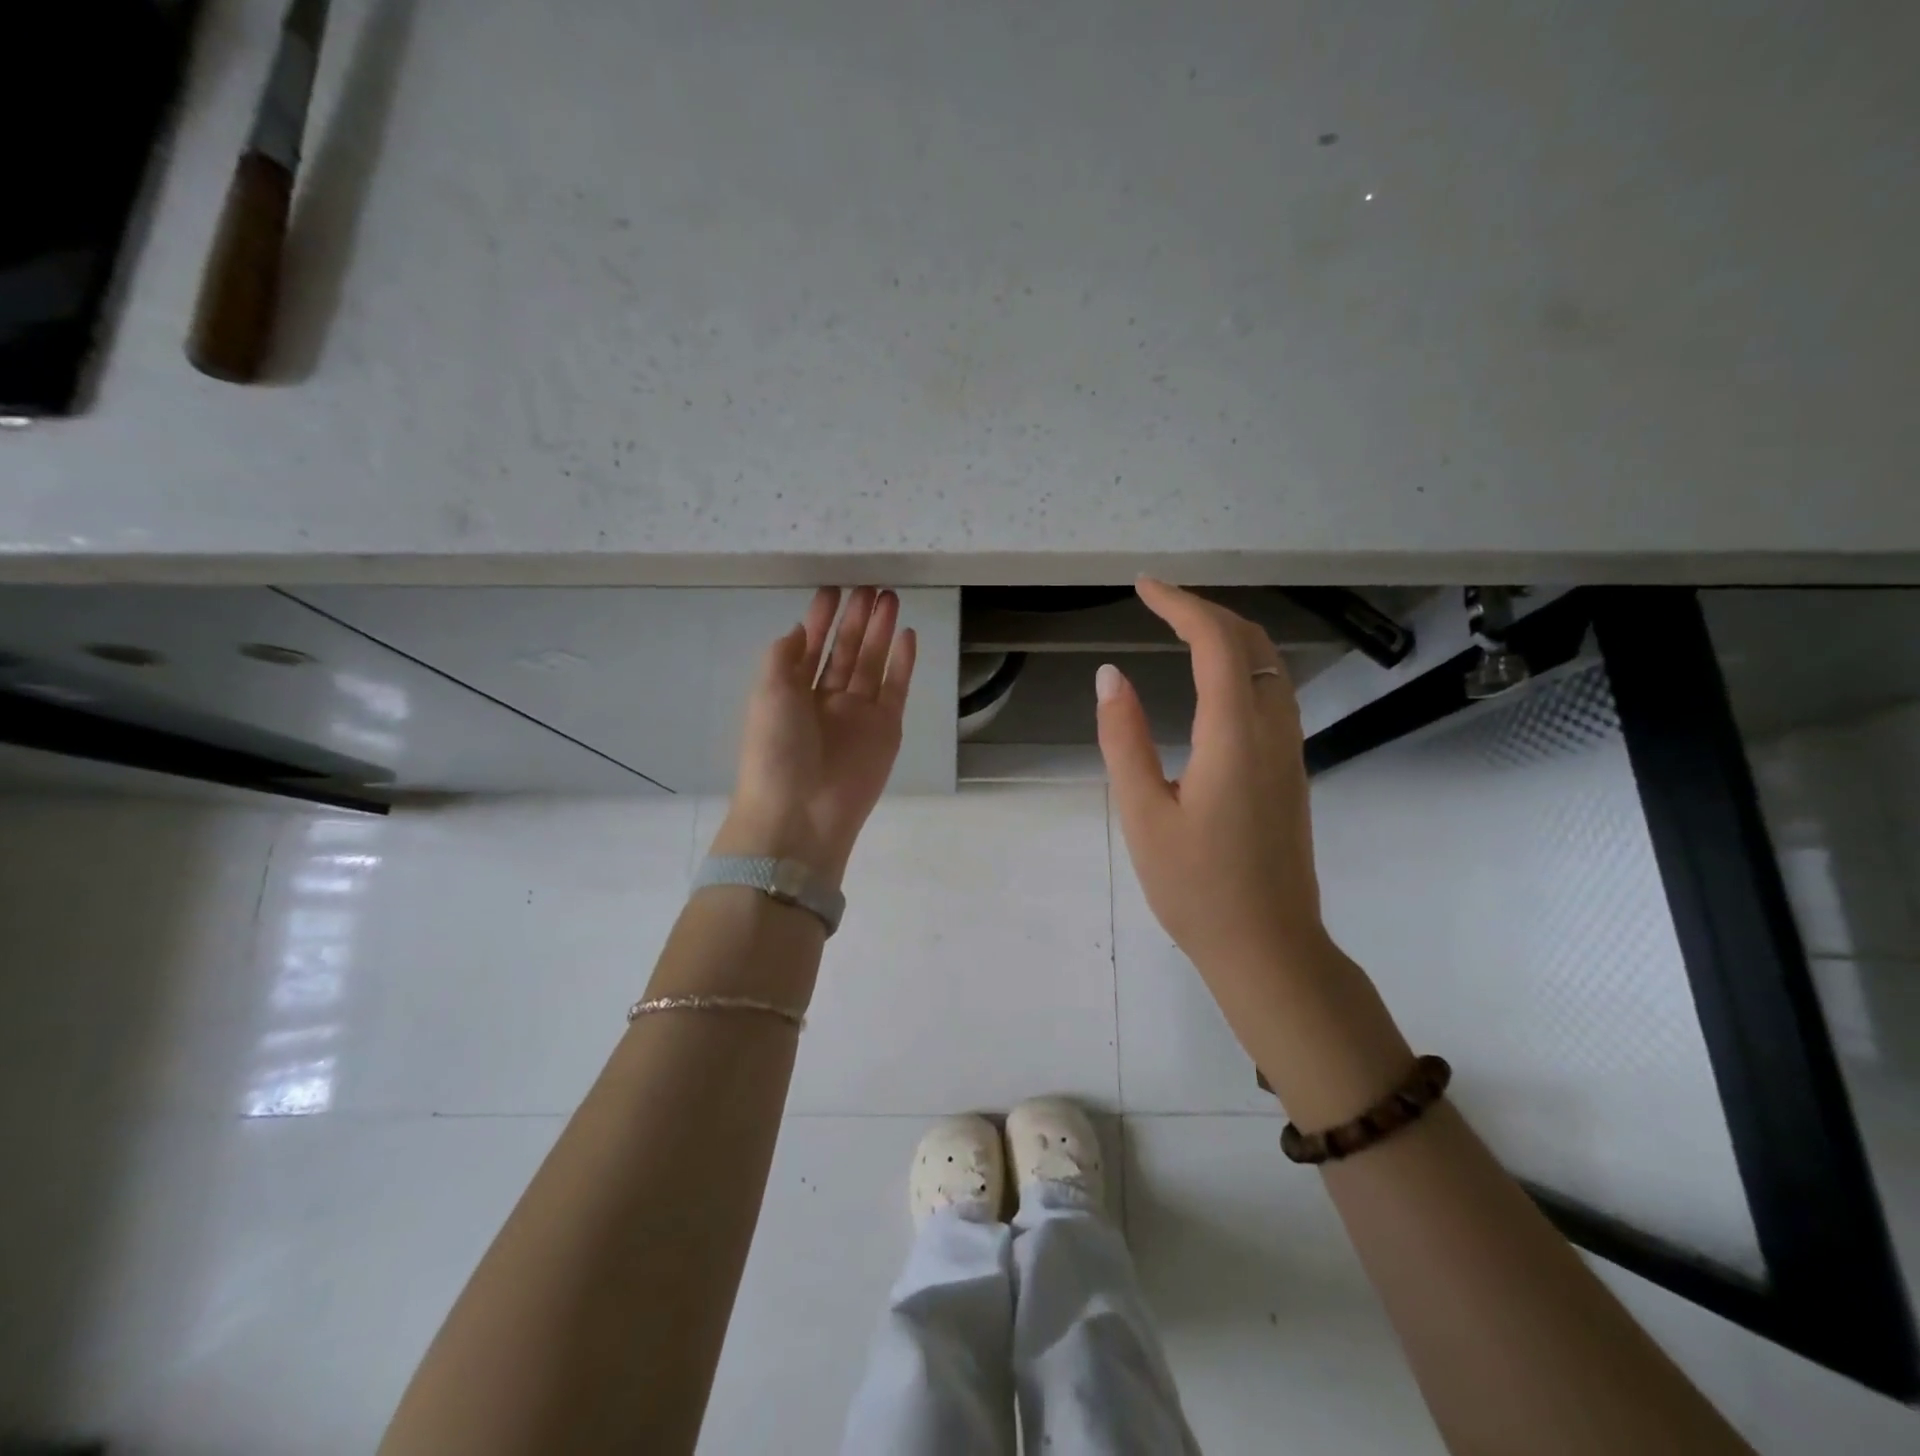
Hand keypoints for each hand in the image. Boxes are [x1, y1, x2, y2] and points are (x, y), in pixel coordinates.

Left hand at [711, 587, 916, 885]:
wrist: (802, 812)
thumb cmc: (776, 749)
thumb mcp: (767, 693)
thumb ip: (783, 657)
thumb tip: (800, 631)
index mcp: (792, 692)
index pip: (810, 646)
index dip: (821, 617)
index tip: (833, 589)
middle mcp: (826, 699)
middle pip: (845, 651)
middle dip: (856, 619)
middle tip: (870, 587)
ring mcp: (858, 714)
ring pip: (872, 663)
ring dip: (880, 632)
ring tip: (890, 598)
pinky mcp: (886, 729)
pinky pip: (896, 688)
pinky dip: (902, 663)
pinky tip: (907, 635)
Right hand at [1096, 580, 1335, 1032]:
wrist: (1268, 946)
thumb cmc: (1196, 886)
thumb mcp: (1142, 814)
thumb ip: (1124, 738)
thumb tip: (1111, 676)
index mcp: (1234, 737)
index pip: (1216, 643)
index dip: (1181, 605)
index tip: (1144, 587)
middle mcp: (1273, 730)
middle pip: (1252, 642)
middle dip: (1206, 609)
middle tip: (1159, 602)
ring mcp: (1290, 750)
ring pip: (1270, 664)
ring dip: (1229, 633)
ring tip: (1181, 628)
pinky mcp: (1291, 769)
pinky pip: (1273, 691)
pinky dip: (1242, 663)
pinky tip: (1213, 680)